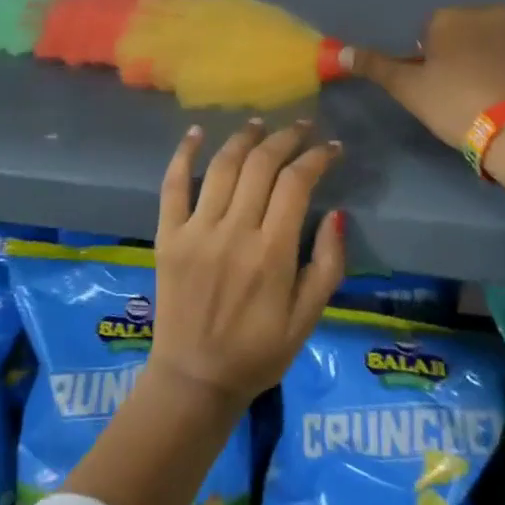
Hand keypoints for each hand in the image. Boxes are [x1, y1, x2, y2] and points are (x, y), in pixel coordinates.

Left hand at [149, 119, 346, 407]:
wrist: (195, 379)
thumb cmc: (259, 353)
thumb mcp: (309, 319)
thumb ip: (328, 266)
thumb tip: (336, 214)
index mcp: (272, 254)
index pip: (297, 184)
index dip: (317, 157)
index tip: (331, 147)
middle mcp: (234, 233)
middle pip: (261, 165)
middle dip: (286, 138)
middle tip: (301, 127)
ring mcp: (196, 231)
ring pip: (222, 166)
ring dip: (244, 138)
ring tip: (261, 124)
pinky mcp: (167, 236)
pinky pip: (173, 185)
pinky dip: (184, 153)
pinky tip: (197, 132)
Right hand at [351, 5, 504, 148]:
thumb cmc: (457, 106)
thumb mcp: (408, 90)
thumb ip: (374, 66)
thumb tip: (336, 50)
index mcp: (449, 18)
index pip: (434, 32)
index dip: (436, 60)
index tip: (442, 88)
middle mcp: (490, 10)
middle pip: (474, 29)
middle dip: (473, 51)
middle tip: (474, 92)